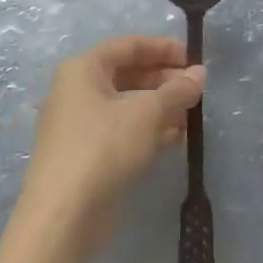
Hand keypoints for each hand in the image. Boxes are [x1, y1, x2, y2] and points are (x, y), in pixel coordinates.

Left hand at [18, 35, 204, 253]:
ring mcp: (77, 126)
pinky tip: (173, 140)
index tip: (193, 58)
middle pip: (126, 74)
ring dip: (159, 107)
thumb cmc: (104, 148)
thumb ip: (177, 91)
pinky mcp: (84, 156)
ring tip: (190, 117)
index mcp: (83, 69)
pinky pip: (120, 131)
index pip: (128, 45)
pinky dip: (146, 131)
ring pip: (125, 105)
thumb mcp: (148, 114)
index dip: (163, 48)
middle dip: (163, 80)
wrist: (63, 217)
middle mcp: (76, 91)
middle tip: (195, 90)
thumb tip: (199, 74)